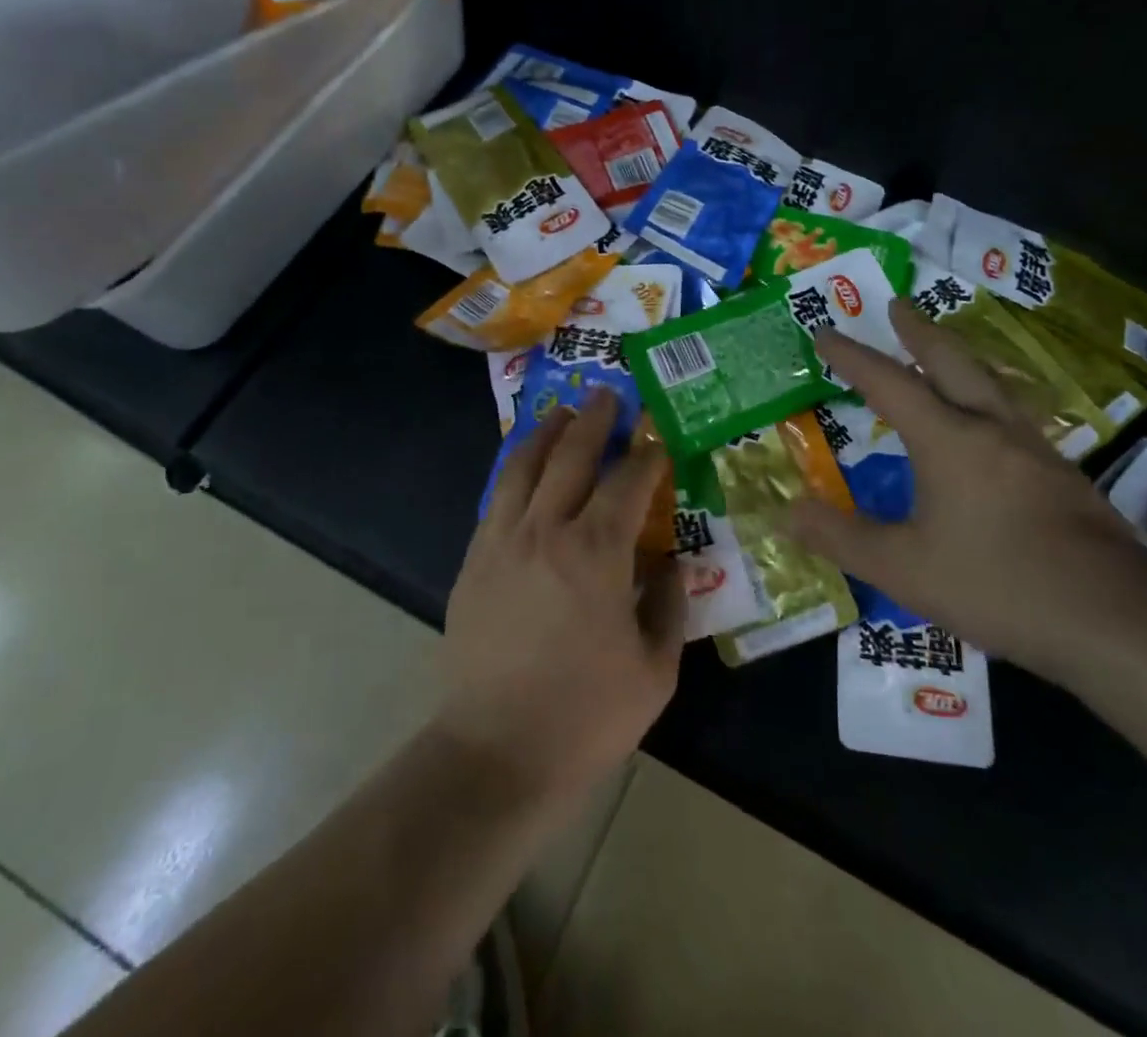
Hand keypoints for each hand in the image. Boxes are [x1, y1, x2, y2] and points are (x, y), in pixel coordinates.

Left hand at [438, 390, 684, 802]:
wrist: (496, 752)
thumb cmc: (586, 715)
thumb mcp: (655, 669)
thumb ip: (669, 605)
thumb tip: (672, 563)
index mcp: (597, 551)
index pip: (628, 482)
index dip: (647, 456)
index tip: (659, 441)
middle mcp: (547, 529)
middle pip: (572, 455)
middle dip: (595, 420)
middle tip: (608, 395)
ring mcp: (503, 540)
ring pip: (524, 466)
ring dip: (547, 433)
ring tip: (562, 412)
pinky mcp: (474, 559)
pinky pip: (497, 497)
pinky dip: (515, 470)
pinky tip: (524, 466)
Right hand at [790, 300, 1146, 684]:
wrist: (1116, 620)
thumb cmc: (997, 584)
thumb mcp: (903, 568)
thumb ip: (841, 538)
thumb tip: (787, 512)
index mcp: (948, 439)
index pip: (888, 383)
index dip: (852, 356)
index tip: (825, 331)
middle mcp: (992, 429)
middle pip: (952, 361)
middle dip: (918, 331)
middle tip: (898, 305)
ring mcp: (1035, 449)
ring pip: (991, 383)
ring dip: (958, 358)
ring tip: (941, 353)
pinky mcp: (1062, 476)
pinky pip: (1012, 415)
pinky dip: (986, 397)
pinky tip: (989, 424)